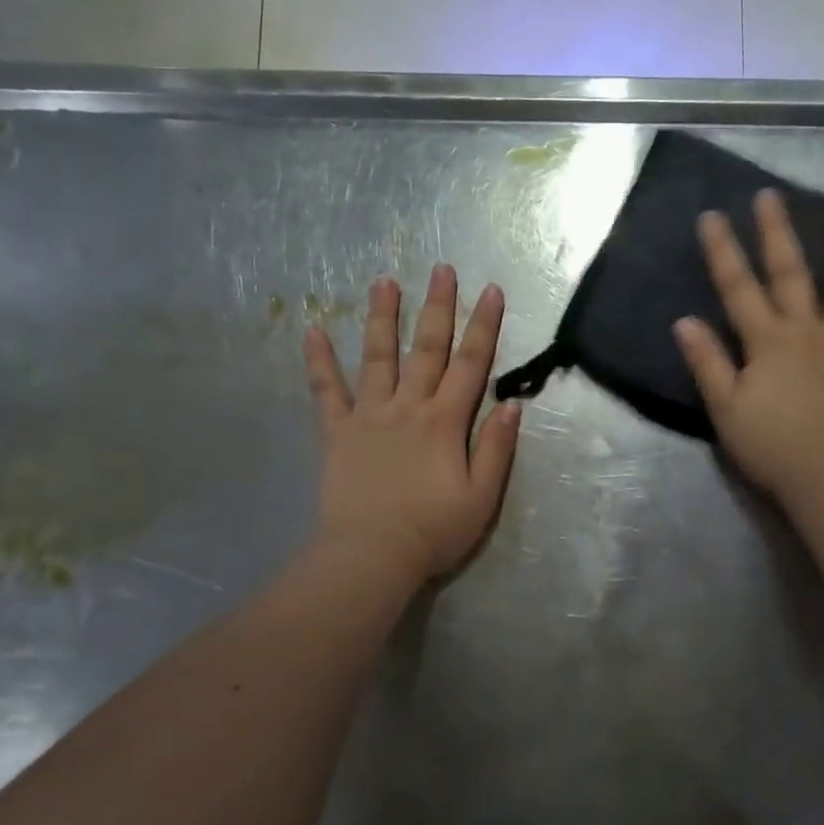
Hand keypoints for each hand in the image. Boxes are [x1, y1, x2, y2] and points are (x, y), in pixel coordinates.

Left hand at [303, 265, 520, 582]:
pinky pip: (326, 392)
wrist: (371, 556)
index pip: (470, 364)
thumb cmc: (434, 531)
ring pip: (377, 358)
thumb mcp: (482, 496)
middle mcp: (408, 407)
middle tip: (442, 269)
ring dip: (382, 318)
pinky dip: (319, 362)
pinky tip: (312, 331)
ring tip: (384, 281)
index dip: (483, 326)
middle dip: (438, 307)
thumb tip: (512, 405)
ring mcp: (369, 416)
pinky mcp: (337, 433)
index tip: (491, 291)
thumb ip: (497, 448)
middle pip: (426, 348)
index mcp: (445, 421)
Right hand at [673, 190, 823, 508]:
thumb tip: (684, 321)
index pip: (738, 289)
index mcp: (767, 342)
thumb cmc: (772, 448)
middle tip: (771, 196)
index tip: (712, 216)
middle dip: (777, 234)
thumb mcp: (726, 409)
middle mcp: (808, 331)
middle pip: (790, 275)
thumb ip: (707, 363)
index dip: (722, 252)